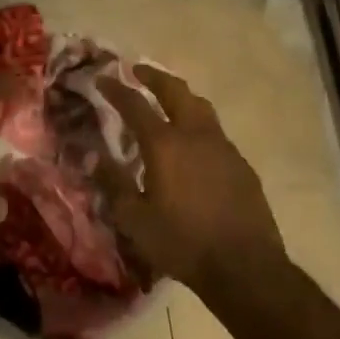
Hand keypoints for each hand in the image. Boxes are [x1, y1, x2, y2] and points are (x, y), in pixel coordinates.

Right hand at [99, 66, 284, 294]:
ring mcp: (223, 147)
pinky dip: (199, 125)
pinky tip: (195, 144)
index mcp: (164, 144)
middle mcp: (195, 135)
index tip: (103, 78)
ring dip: (181, 96)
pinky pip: (216, 133)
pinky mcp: (242, 165)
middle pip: (175, 91)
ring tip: (169, 98)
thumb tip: (94, 158)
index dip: (116, 89)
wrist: (245, 267)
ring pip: (201, 107)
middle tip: (138, 71)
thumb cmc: (183, 243)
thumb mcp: (136, 220)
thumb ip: (114, 185)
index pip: (135, 105)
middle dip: (154, 77)